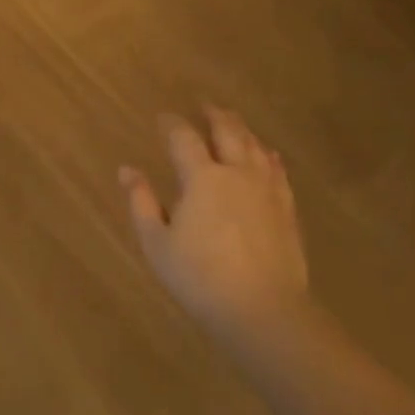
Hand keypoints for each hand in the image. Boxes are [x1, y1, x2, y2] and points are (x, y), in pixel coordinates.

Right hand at [120, 107, 314, 351]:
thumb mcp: (157, 243)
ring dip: (241, 129)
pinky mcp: (287, 208)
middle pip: (228, 131)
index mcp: (202, 178)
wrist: (262, 309)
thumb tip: (127, 169)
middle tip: (204, 104)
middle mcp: (237, 172)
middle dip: (214, 114)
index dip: (171, 124)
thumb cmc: (199, 277)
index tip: (162, 117)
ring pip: (255, 146)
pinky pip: (277, 169)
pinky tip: (267, 155)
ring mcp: (267, 189)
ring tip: (233, 122)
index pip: (184, 138)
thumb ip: (141, 202)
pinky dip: (267, 154)